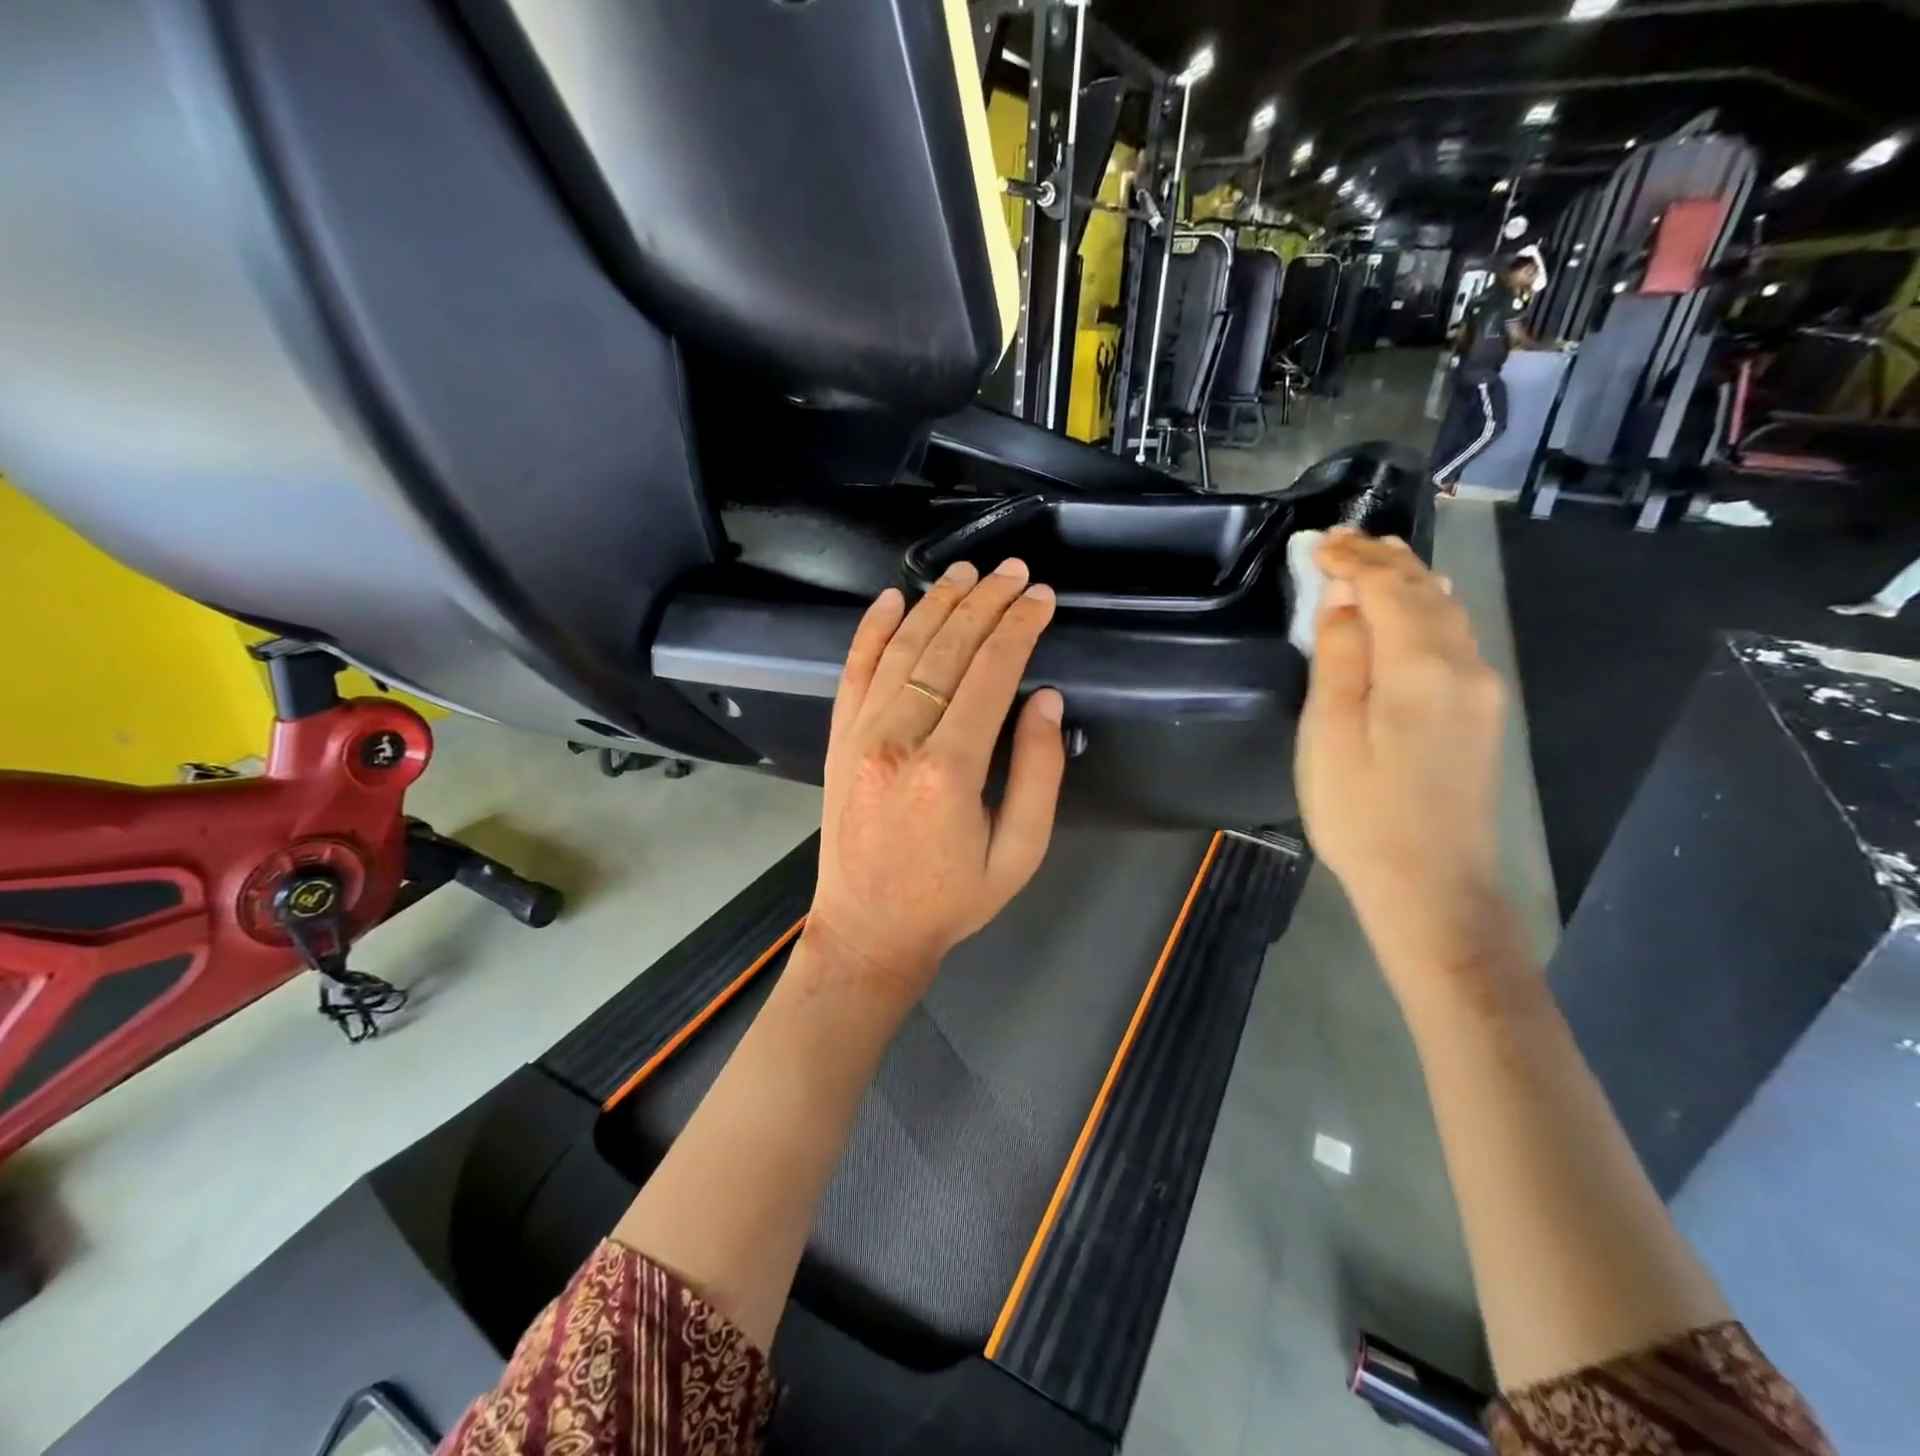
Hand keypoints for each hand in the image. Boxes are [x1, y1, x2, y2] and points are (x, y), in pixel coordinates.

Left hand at [803, 559, 1066, 1010]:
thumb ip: (1037, 773)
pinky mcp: (838, 740)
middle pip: (946, 649)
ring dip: (936, 604)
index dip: (1019, 628)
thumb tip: (1044, 699)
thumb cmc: (950, 901)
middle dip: (985, 602)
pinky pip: (853, 671)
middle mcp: (898, 739)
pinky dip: (872, 630)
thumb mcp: (1019, 853)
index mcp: (948, 770)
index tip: (1042, 598)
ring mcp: (860, 735)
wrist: (866, 931)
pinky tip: (891, 599)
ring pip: (902, 649)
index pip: (990, 673)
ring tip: (966, 572)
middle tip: (1013, 571)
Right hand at [1295, 530, 1507, 985]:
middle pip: (1425, 592)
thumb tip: (1340, 602)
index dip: (1352, 560)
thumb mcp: (1328, 737)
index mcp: (1420, 669)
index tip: (1317, 542)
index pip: (1388, 589)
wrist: (1432, 887)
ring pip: (1447, 612)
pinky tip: (1410, 609)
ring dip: (1407, 579)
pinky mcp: (1483, 713)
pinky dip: (1425, 609)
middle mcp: (1464, 667)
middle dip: (1382, 559)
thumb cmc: (1361, 815)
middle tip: (1341, 539)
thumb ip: (1337, 661)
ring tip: (1372, 559)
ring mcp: (1482, 690)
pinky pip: (1455, 638)